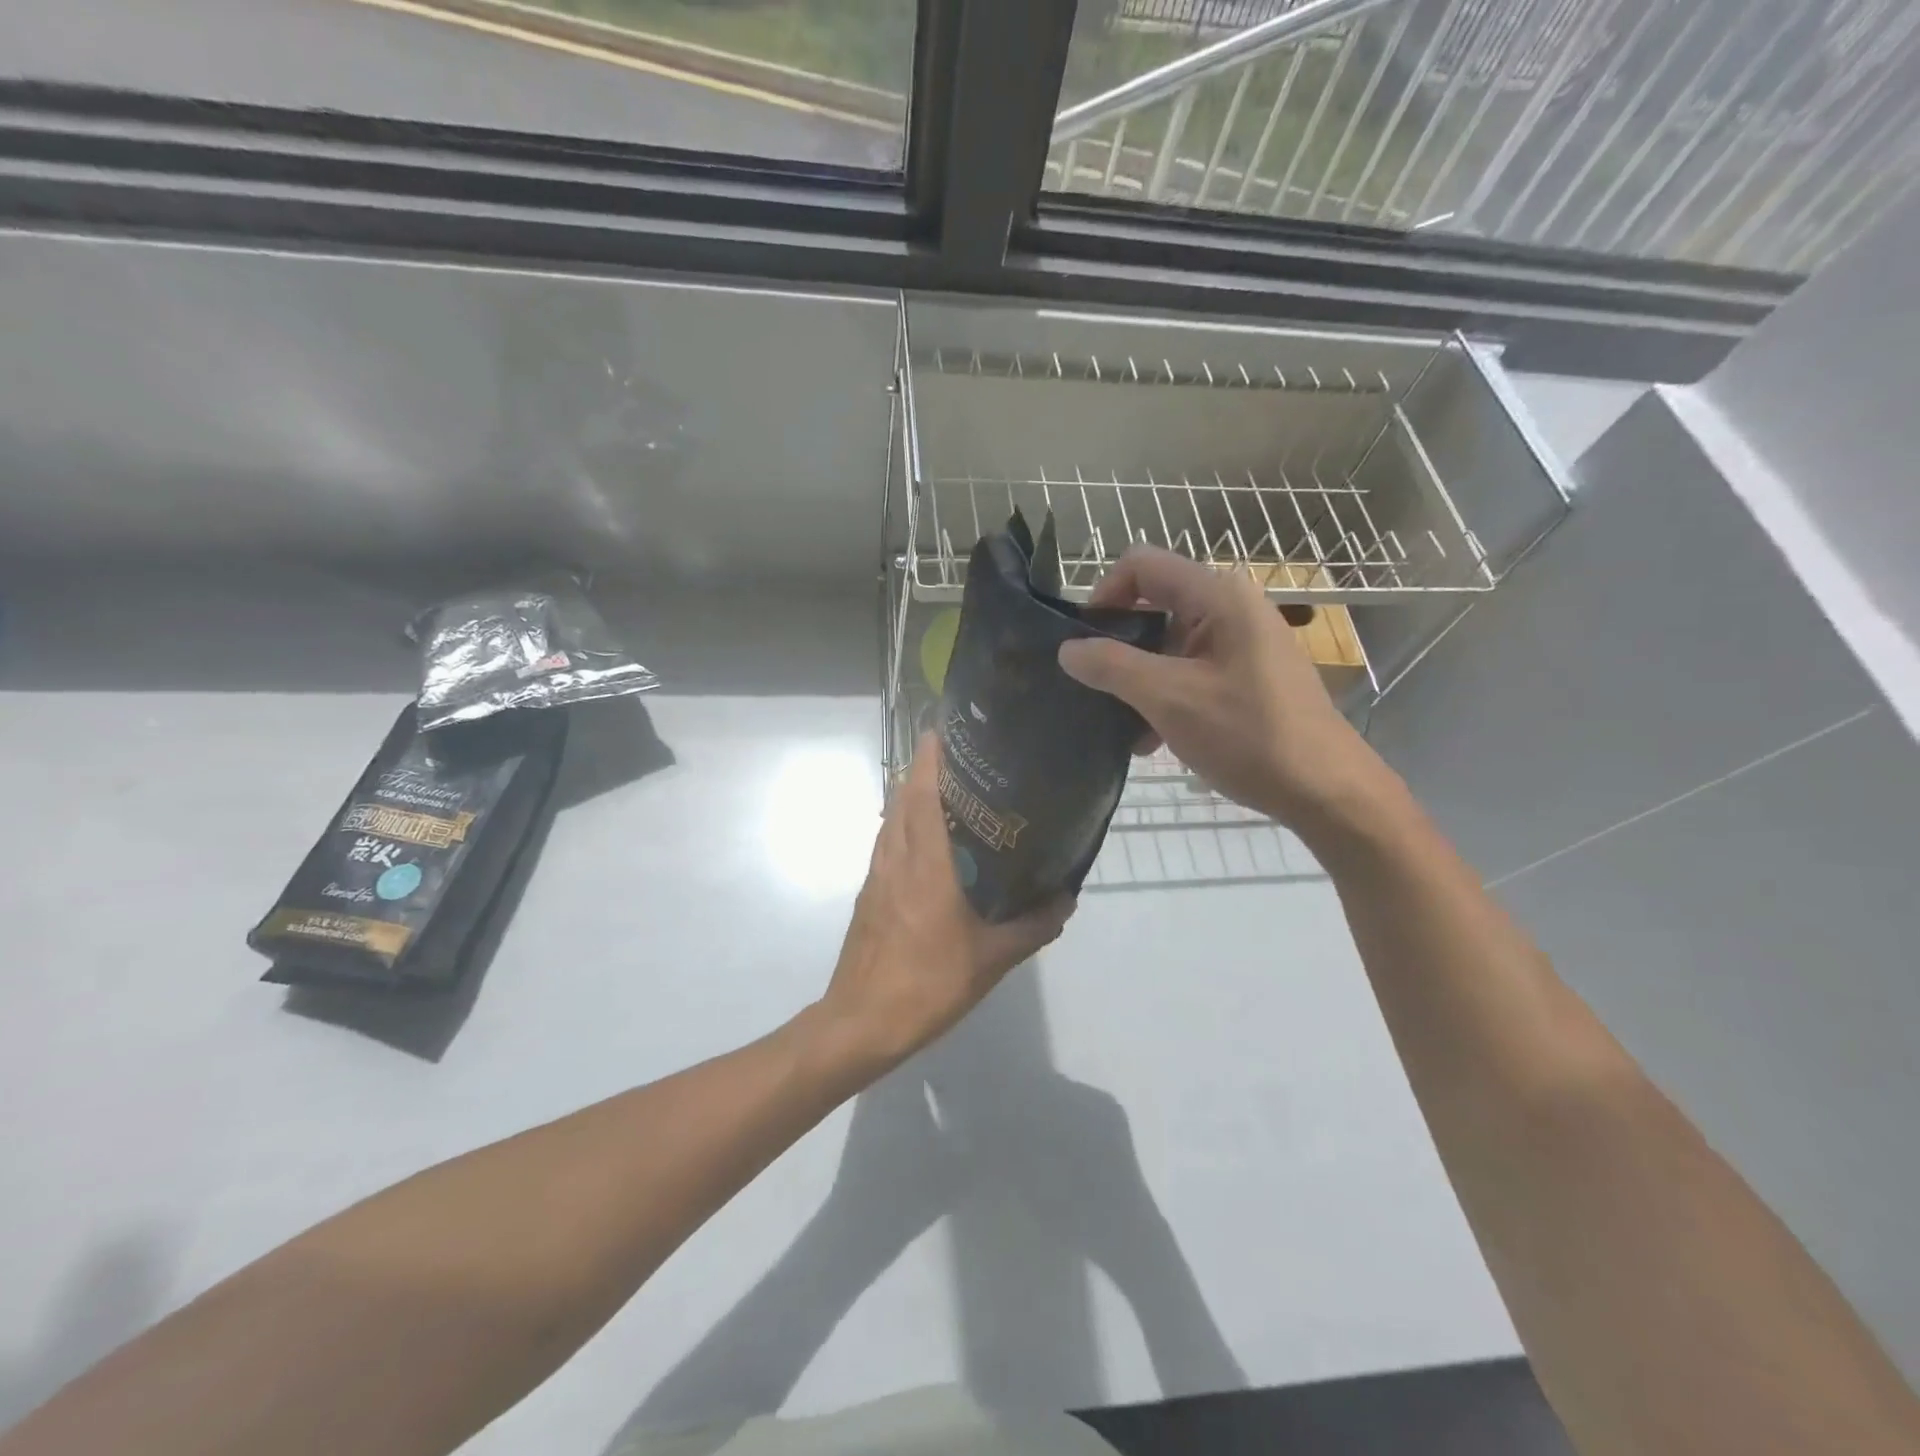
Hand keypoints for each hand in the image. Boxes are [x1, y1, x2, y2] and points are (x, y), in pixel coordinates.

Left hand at [812, 735, 1073, 1080]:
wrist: (862, 1022)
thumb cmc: (928, 984)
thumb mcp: (992, 959)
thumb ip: (1032, 926)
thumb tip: (1066, 898)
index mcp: (925, 863)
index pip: (920, 793)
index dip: (929, 757)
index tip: (945, 729)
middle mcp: (896, 858)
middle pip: (902, 797)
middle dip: (924, 768)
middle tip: (962, 757)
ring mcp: (877, 875)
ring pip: (891, 819)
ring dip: (911, 795)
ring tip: (949, 790)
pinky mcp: (869, 893)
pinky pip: (887, 843)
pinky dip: (904, 825)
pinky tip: (929, 842)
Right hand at [1056, 546, 1394, 834]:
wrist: (1326, 791)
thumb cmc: (1249, 735)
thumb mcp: (1169, 698)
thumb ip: (1112, 667)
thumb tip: (1066, 649)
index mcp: (1217, 596)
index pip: (1141, 565)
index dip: (1103, 596)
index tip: (1083, 644)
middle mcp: (1230, 608)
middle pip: (1152, 604)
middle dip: (1117, 645)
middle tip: (1093, 687)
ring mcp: (1241, 644)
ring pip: (1167, 644)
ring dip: (1137, 680)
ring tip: (1119, 724)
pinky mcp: (1246, 677)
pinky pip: (1189, 671)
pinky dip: (1163, 697)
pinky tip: (1149, 740)